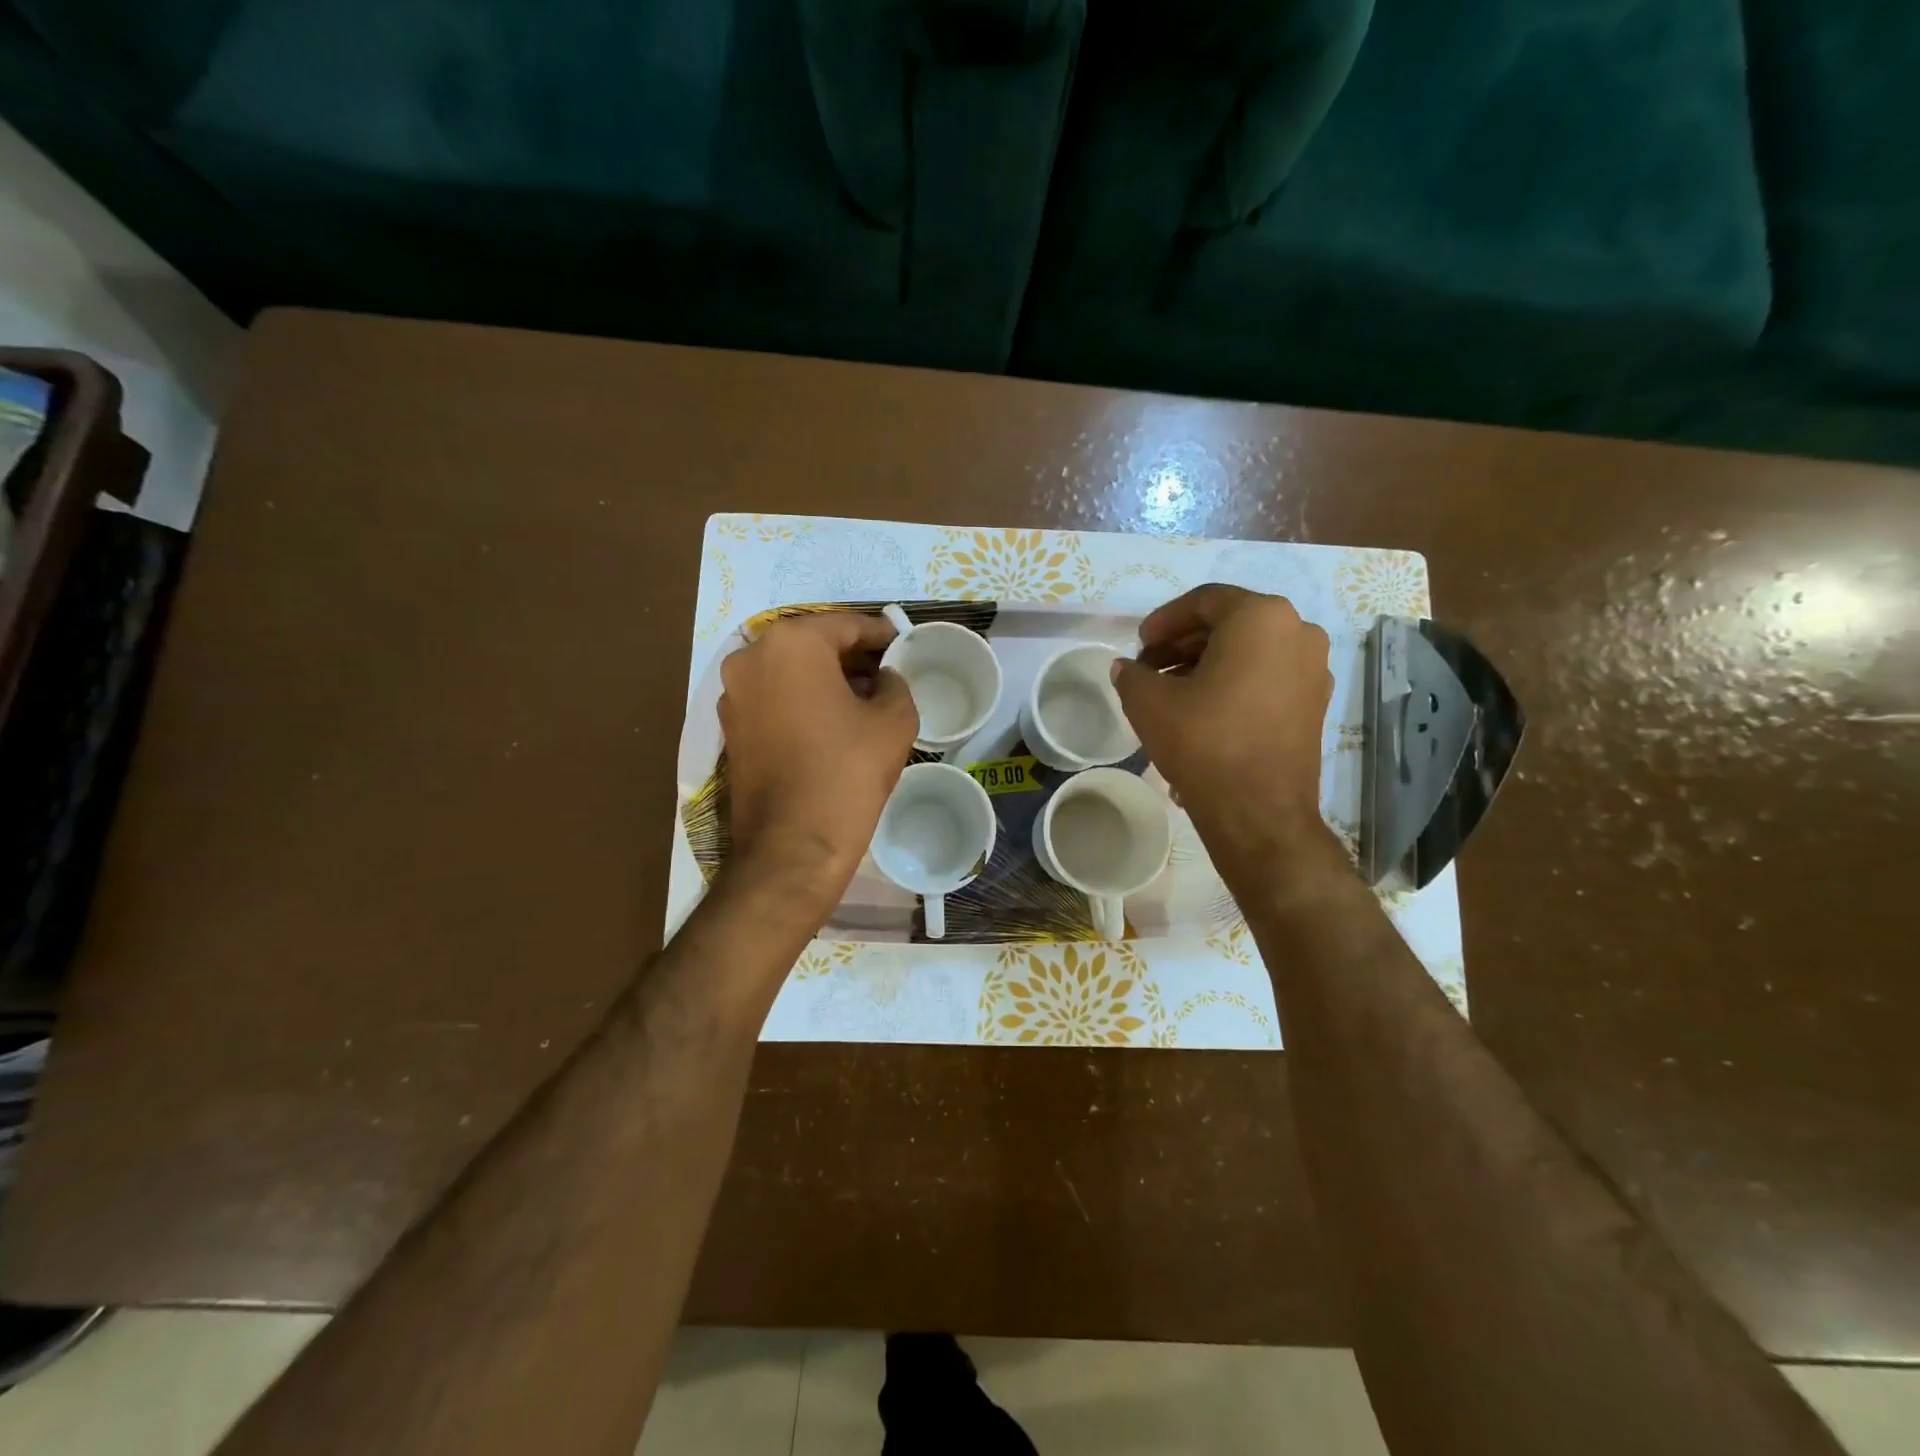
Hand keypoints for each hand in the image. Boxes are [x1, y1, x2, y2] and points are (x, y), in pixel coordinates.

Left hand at [718, 612, 916, 914]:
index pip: (847, 625)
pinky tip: (833, 721)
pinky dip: (803, 700)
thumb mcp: (894, 720)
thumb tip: (883, 678)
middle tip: (888, 671)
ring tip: (865, 698)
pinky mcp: (730, 727)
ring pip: (791, 671)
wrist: (792, 847)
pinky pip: (775, 697)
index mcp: (791, 644)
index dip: (882, 634)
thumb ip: (895, 683)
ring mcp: (734, 693)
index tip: (905, 644)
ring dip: (827, 678)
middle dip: (853, 655)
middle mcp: (752, 657)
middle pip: (814, 644)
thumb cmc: (847, 773)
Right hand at [1111, 584, 1333, 861]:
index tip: (1139, 644)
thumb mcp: (1149, 702)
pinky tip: (1202, 708)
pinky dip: (1234, 681)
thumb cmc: (1203, 742)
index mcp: (1261, 617)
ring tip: (1170, 691)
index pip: (1204, 601)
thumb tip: (1127, 668)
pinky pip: (1267, 675)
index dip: (1164, 620)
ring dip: (1206, 663)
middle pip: (1229, 624)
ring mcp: (1313, 668)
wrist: (1258, 811)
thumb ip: (1132, 674)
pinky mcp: (1315, 702)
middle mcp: (1297, 632)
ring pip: (1250, 651)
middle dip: (1183, 642)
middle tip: (1149, 667)